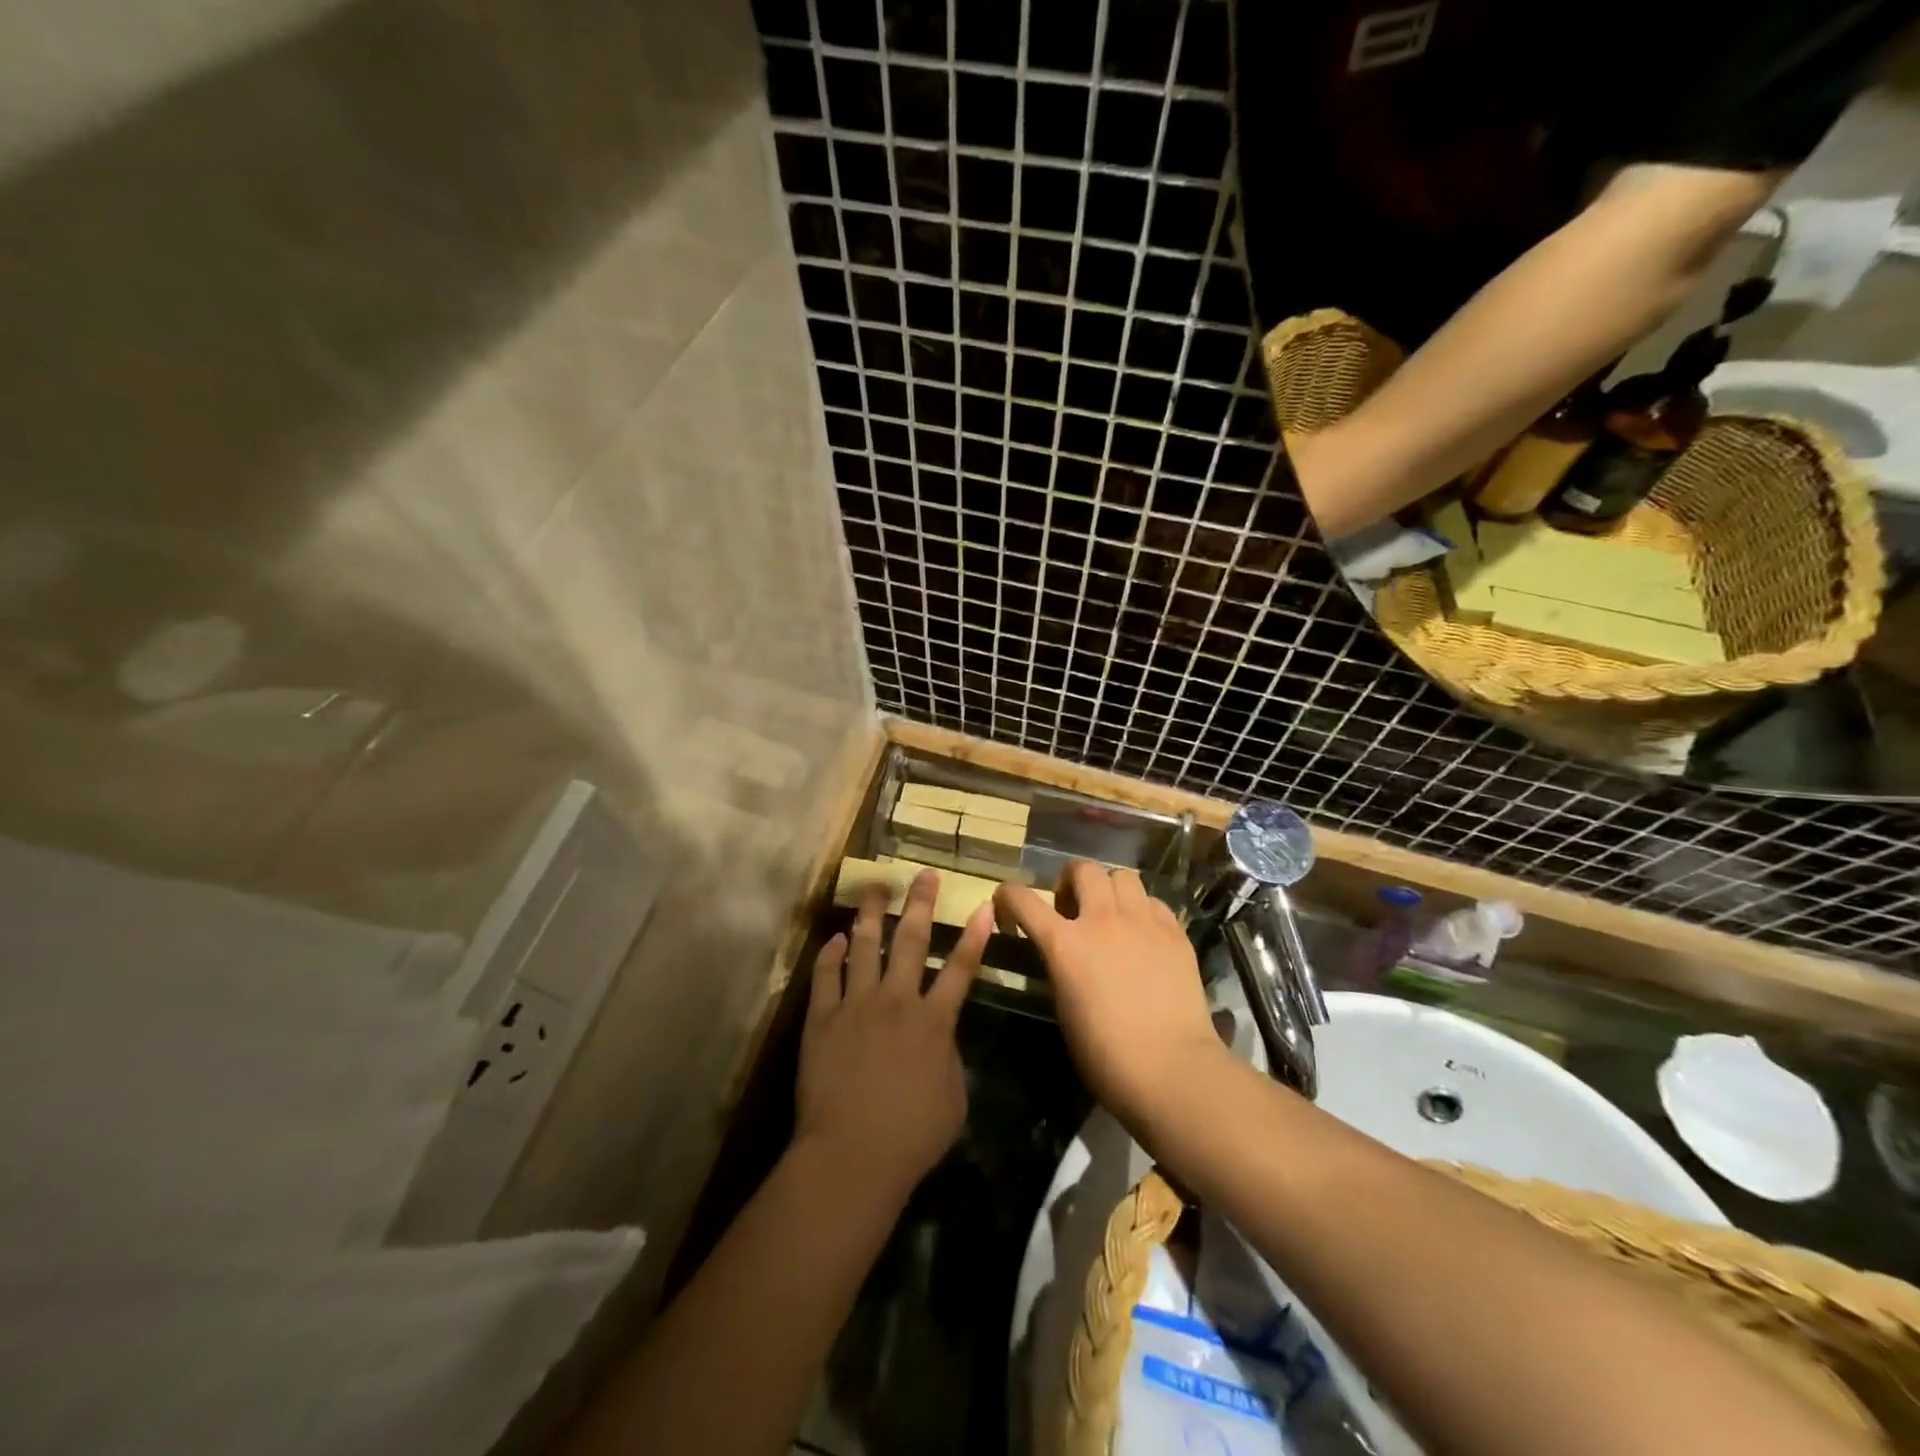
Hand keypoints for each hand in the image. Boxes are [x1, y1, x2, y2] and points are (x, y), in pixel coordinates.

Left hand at [796, 871, 990, 1201]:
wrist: (852, 1154)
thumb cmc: (912, 1136)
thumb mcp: (954, 1098)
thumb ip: (949, 1057)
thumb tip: (940, 1035)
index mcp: (934, 1021)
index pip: (962, 968)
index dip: (975, 936)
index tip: (983, 905)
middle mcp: (896, 1001)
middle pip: (912, 941)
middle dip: (922, 904)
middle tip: (925, 875)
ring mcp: (856, 1005)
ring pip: (865, 946)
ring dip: (872, 913)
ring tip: (875, 887)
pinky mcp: (822, 1018)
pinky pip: (826, 974)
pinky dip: (831, 953)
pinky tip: (836, 937)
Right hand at [995, 863, 1225, 1131]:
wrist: (1171, 1067)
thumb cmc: (1106, 1055)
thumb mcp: (1064, 1007)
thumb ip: (1059, 967)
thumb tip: (1063, 955)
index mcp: (1064, 943)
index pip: (1023, 899)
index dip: (1008, 895)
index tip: (1007, 901)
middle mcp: (1101, 920)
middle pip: (1083, 869)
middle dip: (1071, 880)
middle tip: (1071, 906)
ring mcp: (1142, 921)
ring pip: (1123, 876)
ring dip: (1110, 889)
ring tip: (1111, 913)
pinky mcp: (1174, 932)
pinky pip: (1153, 902)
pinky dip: (1142, 910)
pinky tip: (1144, 934)